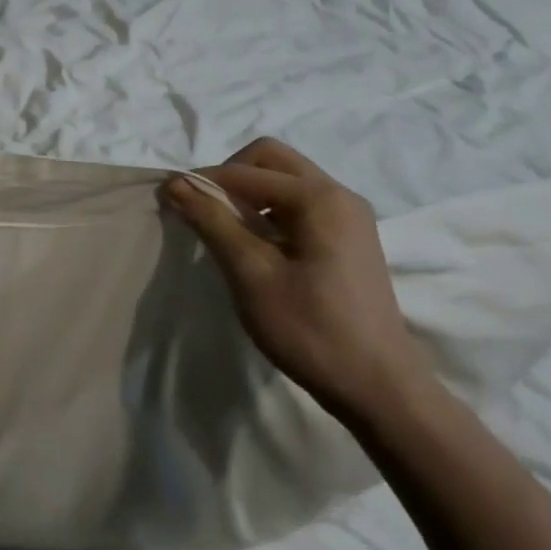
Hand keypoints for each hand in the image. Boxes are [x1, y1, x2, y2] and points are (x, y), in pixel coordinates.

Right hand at [162, 137, 430, 422]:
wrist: (379, 389)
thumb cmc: (310, 329)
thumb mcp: (251, 273)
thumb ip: (212, 221)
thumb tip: (175, 183)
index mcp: (319, 198)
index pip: (246, 170)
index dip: (203, 182)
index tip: (171, 202)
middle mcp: (339, 194)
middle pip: (271, 159)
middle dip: (230, 176)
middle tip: (204, 210)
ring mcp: (349, 216)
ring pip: (285, 179)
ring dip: (249, 193)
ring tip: (226, 230)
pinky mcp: (349, 237)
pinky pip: (299, 203)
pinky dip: (269, 210)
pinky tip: (257, 245)